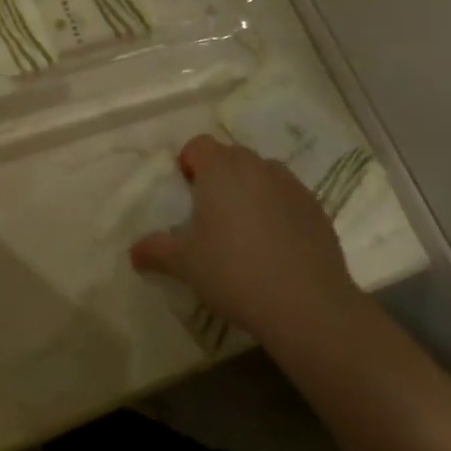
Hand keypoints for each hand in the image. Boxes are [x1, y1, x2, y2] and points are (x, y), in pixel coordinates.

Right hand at [130, 136, 362, 343]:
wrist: (307, 305)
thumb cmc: (234, 272)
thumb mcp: (185, 264)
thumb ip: (156, 250)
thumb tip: (133, 251)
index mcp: (221, 168)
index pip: (198, 145)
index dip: (188, 163)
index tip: (185, 194)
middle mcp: (256, 165)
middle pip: (230, 157)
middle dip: (218, 176)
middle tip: (209, 214)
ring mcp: (291, 185)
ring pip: (262, 175)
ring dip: (249, 190)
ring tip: (244, 230)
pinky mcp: (317, 208)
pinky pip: (287, 197)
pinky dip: (277, 209)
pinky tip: (275, 246)